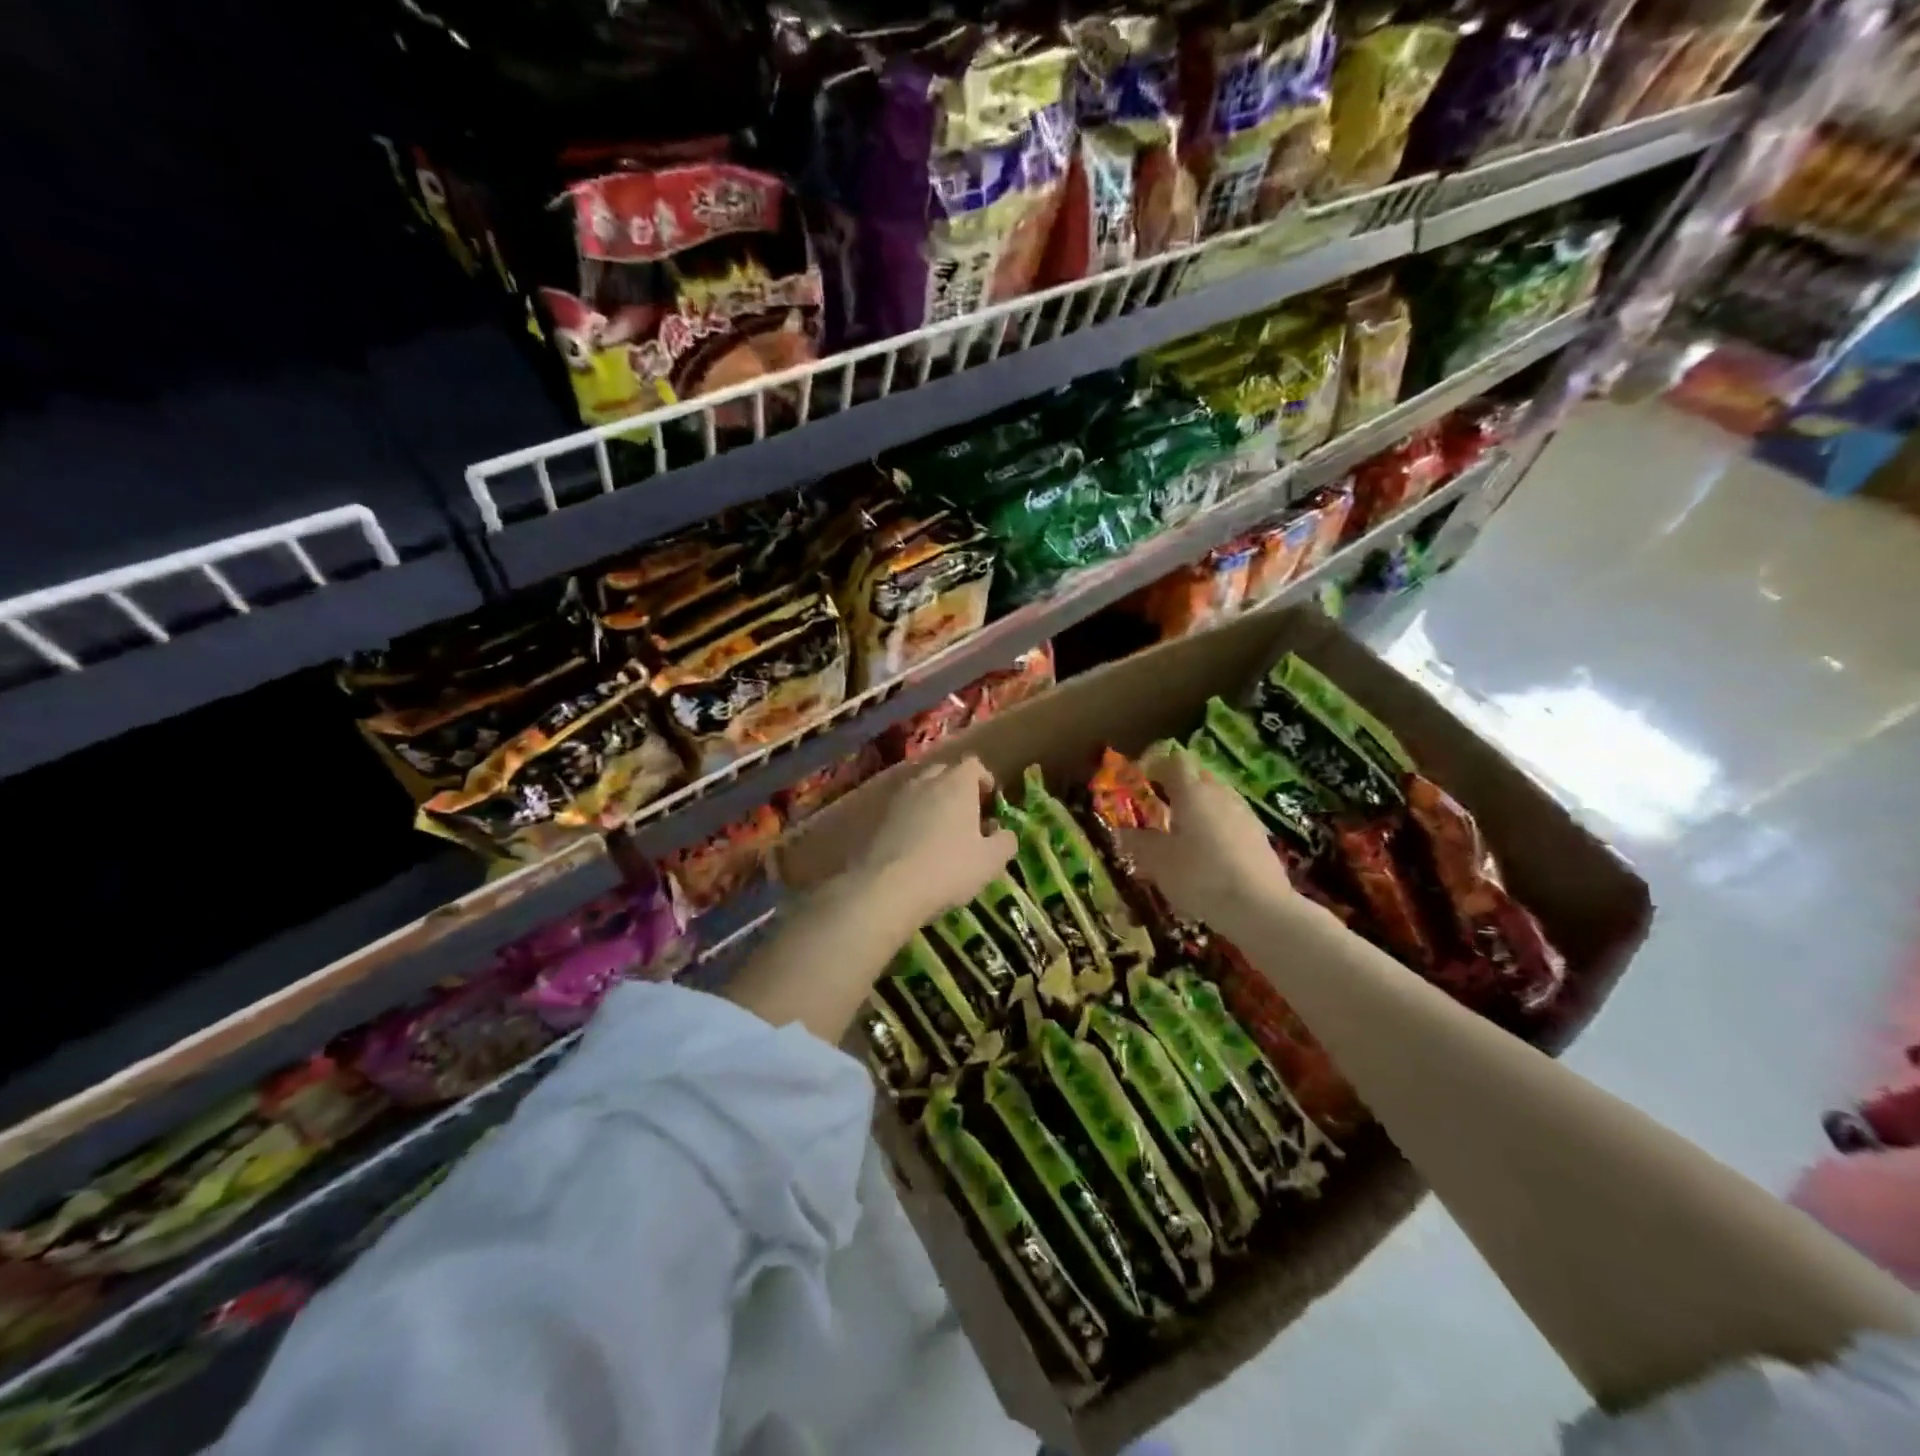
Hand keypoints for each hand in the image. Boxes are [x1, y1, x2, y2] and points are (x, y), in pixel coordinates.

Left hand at [850, 757, 1015, 928]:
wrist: (888, 888)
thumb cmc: (949, 868)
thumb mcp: (990, 861)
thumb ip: (1005, 841)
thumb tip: (1004, 833)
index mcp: (957, 784)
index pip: (973, 764)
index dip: (984, 779)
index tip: (990, 801)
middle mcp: (926, 782)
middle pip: (945, 772)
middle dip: (957, 787)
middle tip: (967, 814)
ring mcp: (899, 798)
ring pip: (921, 789)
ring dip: (933, 802)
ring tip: (942, 830)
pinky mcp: (880, 819)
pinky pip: (903, 809)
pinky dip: (913, 818)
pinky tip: (918, 844)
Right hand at [1113, 745, 1295, 936]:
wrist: (1260, 908)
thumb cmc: (1200, 876)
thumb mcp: (1157, 861)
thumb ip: (1137, 842)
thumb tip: (1122, 831)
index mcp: (1192, 792)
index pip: (1174, 760)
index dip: (1156, 766)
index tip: (1142, 781)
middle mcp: (1220, 794)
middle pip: (1198, 776)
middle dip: (1178, 786)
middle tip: (1160, 807)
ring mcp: (1244, 814)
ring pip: (1217, 798)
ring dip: (1199, 808)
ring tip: (1184, 834)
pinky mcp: (1260, 836)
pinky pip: (1232, 820)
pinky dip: (1217, 828)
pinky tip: (1209, 855)